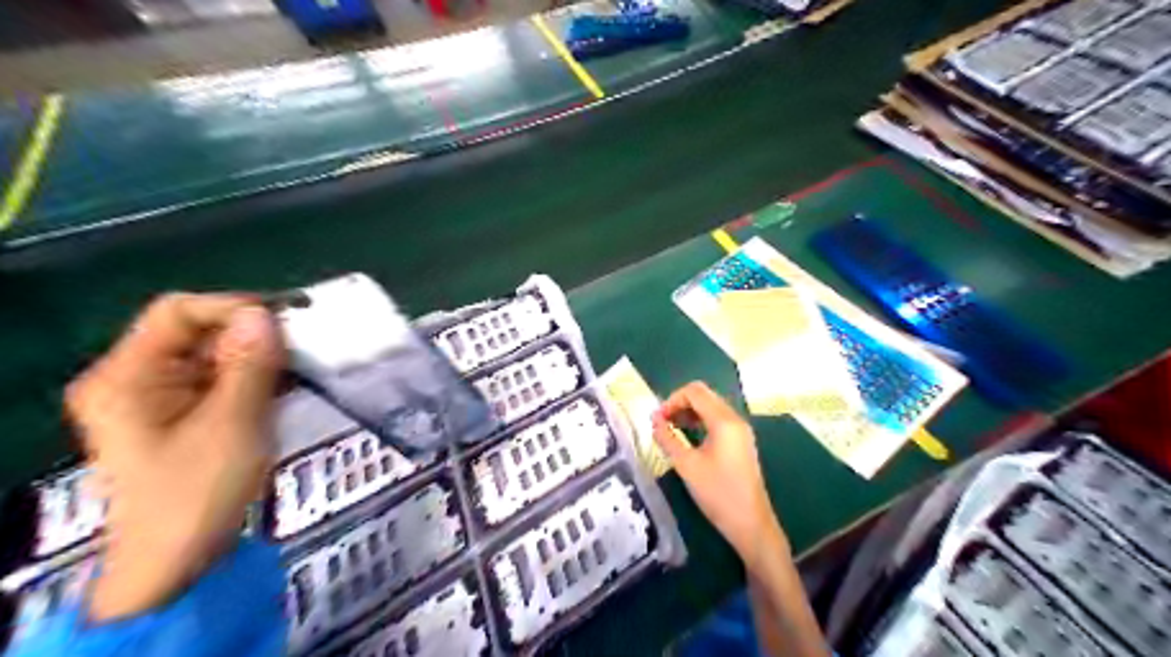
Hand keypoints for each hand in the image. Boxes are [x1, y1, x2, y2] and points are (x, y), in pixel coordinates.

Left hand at [65, 292, 285, 619]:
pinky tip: (289, 386)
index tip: (288, 320)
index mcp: (128, 377)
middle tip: (305, 346)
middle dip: (253, 335)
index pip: (178, 312)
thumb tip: (264, 313)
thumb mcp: (232, 425)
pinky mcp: (185, 414)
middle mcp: (138, 378)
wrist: (176, 563)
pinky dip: (257, 378)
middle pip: (199, 332)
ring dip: (261, 358)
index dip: (234, 308)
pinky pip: (224, 379)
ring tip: (303, 366)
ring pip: (217, 355)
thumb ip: (249, 365)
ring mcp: (162, 397)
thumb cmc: (196, 495)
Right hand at [649, 382, 786, 567]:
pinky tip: (688, 437)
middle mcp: (734, 419)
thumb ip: (667, 439)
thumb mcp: (686, 465)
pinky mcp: (741, 442)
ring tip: (671, 429)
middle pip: (704, 395)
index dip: (671, 400)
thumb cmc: (718, 494)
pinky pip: (718, 419)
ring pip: (711, 406)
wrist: (751, 524)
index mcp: (723, 421)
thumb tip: (654, 420)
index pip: (694, 392)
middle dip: (680, 404)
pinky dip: (700, 421)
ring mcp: (740, 430)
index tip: (657, 420)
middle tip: (662, 423)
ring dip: (689, 412)